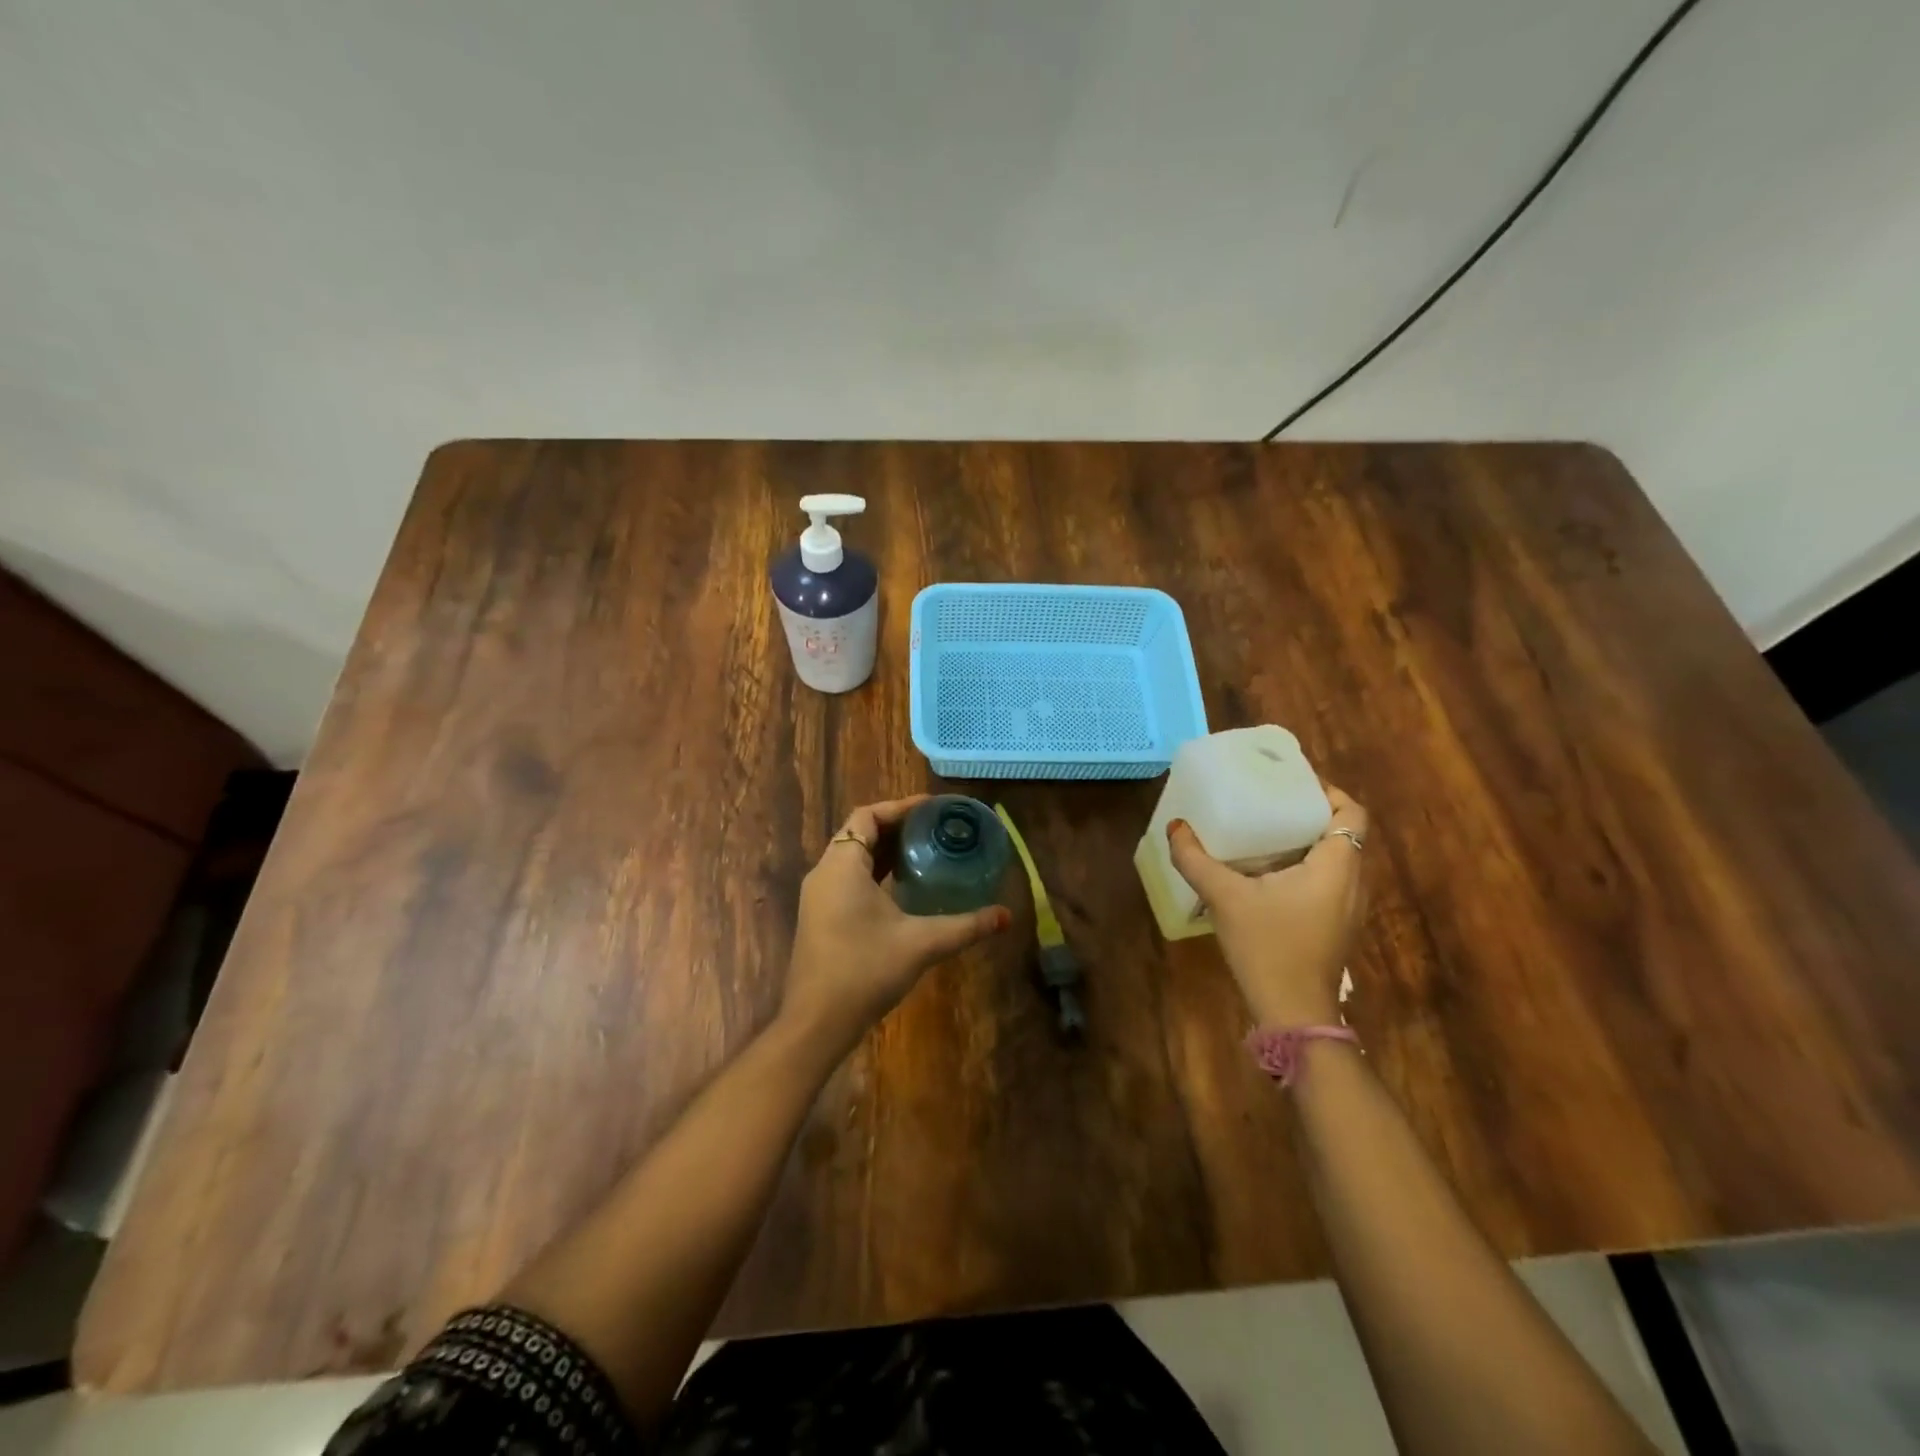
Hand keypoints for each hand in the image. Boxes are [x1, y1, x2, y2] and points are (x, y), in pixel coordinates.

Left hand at [781, 796, 1011, 1060]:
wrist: (816, 1023)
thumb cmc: (864, 971)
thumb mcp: (921, 944)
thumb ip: (965, 926)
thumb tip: (1005, 916)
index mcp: (842, 865)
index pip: (867, 816)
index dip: (900, 807)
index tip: (934, 809)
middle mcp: (824, 873)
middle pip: (859, 833)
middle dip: (897, 827)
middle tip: (936, 829)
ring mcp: (818, 896)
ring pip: (852, 856)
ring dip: (885, 850)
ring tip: (925, 852)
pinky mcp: (819, 916)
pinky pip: (847, 878)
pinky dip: (874, 872)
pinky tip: (902, 888)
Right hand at [1167, 786, 1369, 1026]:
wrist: (1294, 1012)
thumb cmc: (1268, 947)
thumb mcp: (1225, 898)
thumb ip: (1196, 860)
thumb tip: (1175, 826)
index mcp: (1336, 866)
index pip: (1352, 813)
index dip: (1329, 791)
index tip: (1293, 783)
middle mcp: (1352, 882)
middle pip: (1343, 833)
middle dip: (1311, 813)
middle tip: (1271, 802)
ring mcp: (1348, 907)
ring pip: (1337, 859)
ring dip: (1308, 841)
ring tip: (1267, 831)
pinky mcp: (1337, 926)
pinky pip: (1329, 880)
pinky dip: (1307, 866)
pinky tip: (1269, 874)